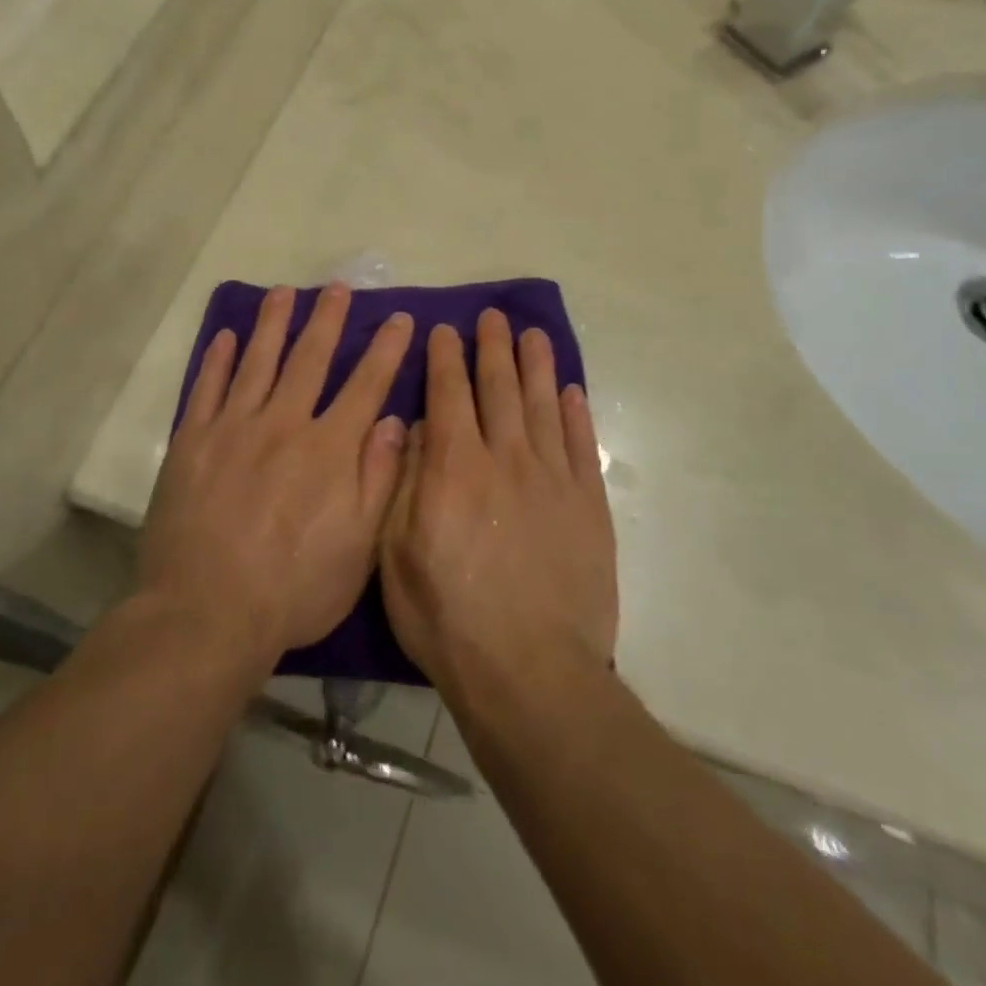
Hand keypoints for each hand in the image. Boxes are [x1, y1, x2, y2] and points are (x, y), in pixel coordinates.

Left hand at [139, 283, 413, 668]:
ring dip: (273, 324)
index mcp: (329, 450)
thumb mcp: (358, 548)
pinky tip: (225, 336)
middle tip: (338, 287)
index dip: (386, 349)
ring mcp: (233, 429)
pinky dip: (217, 360)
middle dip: (328, 320)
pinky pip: (206, 389)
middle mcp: (284, 424)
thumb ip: (378, 479)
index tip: (400, 318)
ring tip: (283, 292)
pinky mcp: (192, 443)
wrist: (206, 613)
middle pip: (309, 359)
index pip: (366, 385)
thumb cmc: (294, 589)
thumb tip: (393, 421)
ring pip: (258, 361)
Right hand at [380, 310, 616, 691]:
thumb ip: (406, 483)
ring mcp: (553, 479)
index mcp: (455, 467)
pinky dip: (576, 413)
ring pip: (543, 405)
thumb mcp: (397, 554)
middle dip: (492, 348)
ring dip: (535, 365)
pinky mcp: (589, 504)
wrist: (529, 670)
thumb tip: (416, 428)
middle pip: (499, 388)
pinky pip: (583, 445)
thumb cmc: (448, 617)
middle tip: (493, 316)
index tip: (445, 330)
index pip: (448, 394)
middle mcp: (505, 458)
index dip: (445, 358)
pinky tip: (570, 391)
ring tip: (532, 334)